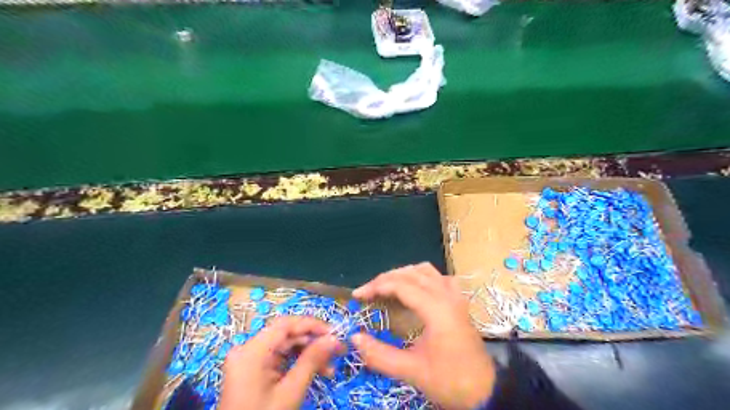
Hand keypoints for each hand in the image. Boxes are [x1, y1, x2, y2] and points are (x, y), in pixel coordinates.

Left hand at [217, 318, 343, 409]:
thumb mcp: (291, 391)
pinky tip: (315, 371)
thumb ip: (312, 360)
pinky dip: (297, 363)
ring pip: (285, 346)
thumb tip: (334, 338)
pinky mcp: (253, 370)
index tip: (334, 332)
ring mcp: (249, 360)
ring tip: (330, 368)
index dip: (311, 324)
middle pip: (286, 335)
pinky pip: (280, 358)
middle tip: (337, 350)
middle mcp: (247, 350)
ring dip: (308, 354)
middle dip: (313, 342)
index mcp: (251, 351)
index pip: (285, 324)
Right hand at [349, 263, 496, 409]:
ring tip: (386, 287)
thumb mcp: (412, 371)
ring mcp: (455, 296)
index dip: (376, 287)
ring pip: (425, 271)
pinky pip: (438, 277)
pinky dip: (421, 277)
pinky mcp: (459, 302)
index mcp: (436, 309)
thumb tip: (355, 338)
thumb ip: (380, 355)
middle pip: (410, 273)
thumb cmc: (450, 380)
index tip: (357, 296)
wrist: (485, 390)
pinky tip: (414, 288)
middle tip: (367, 293)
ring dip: (403, 274)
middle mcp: (446, 295)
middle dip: (385, 279)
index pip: (400, 285)